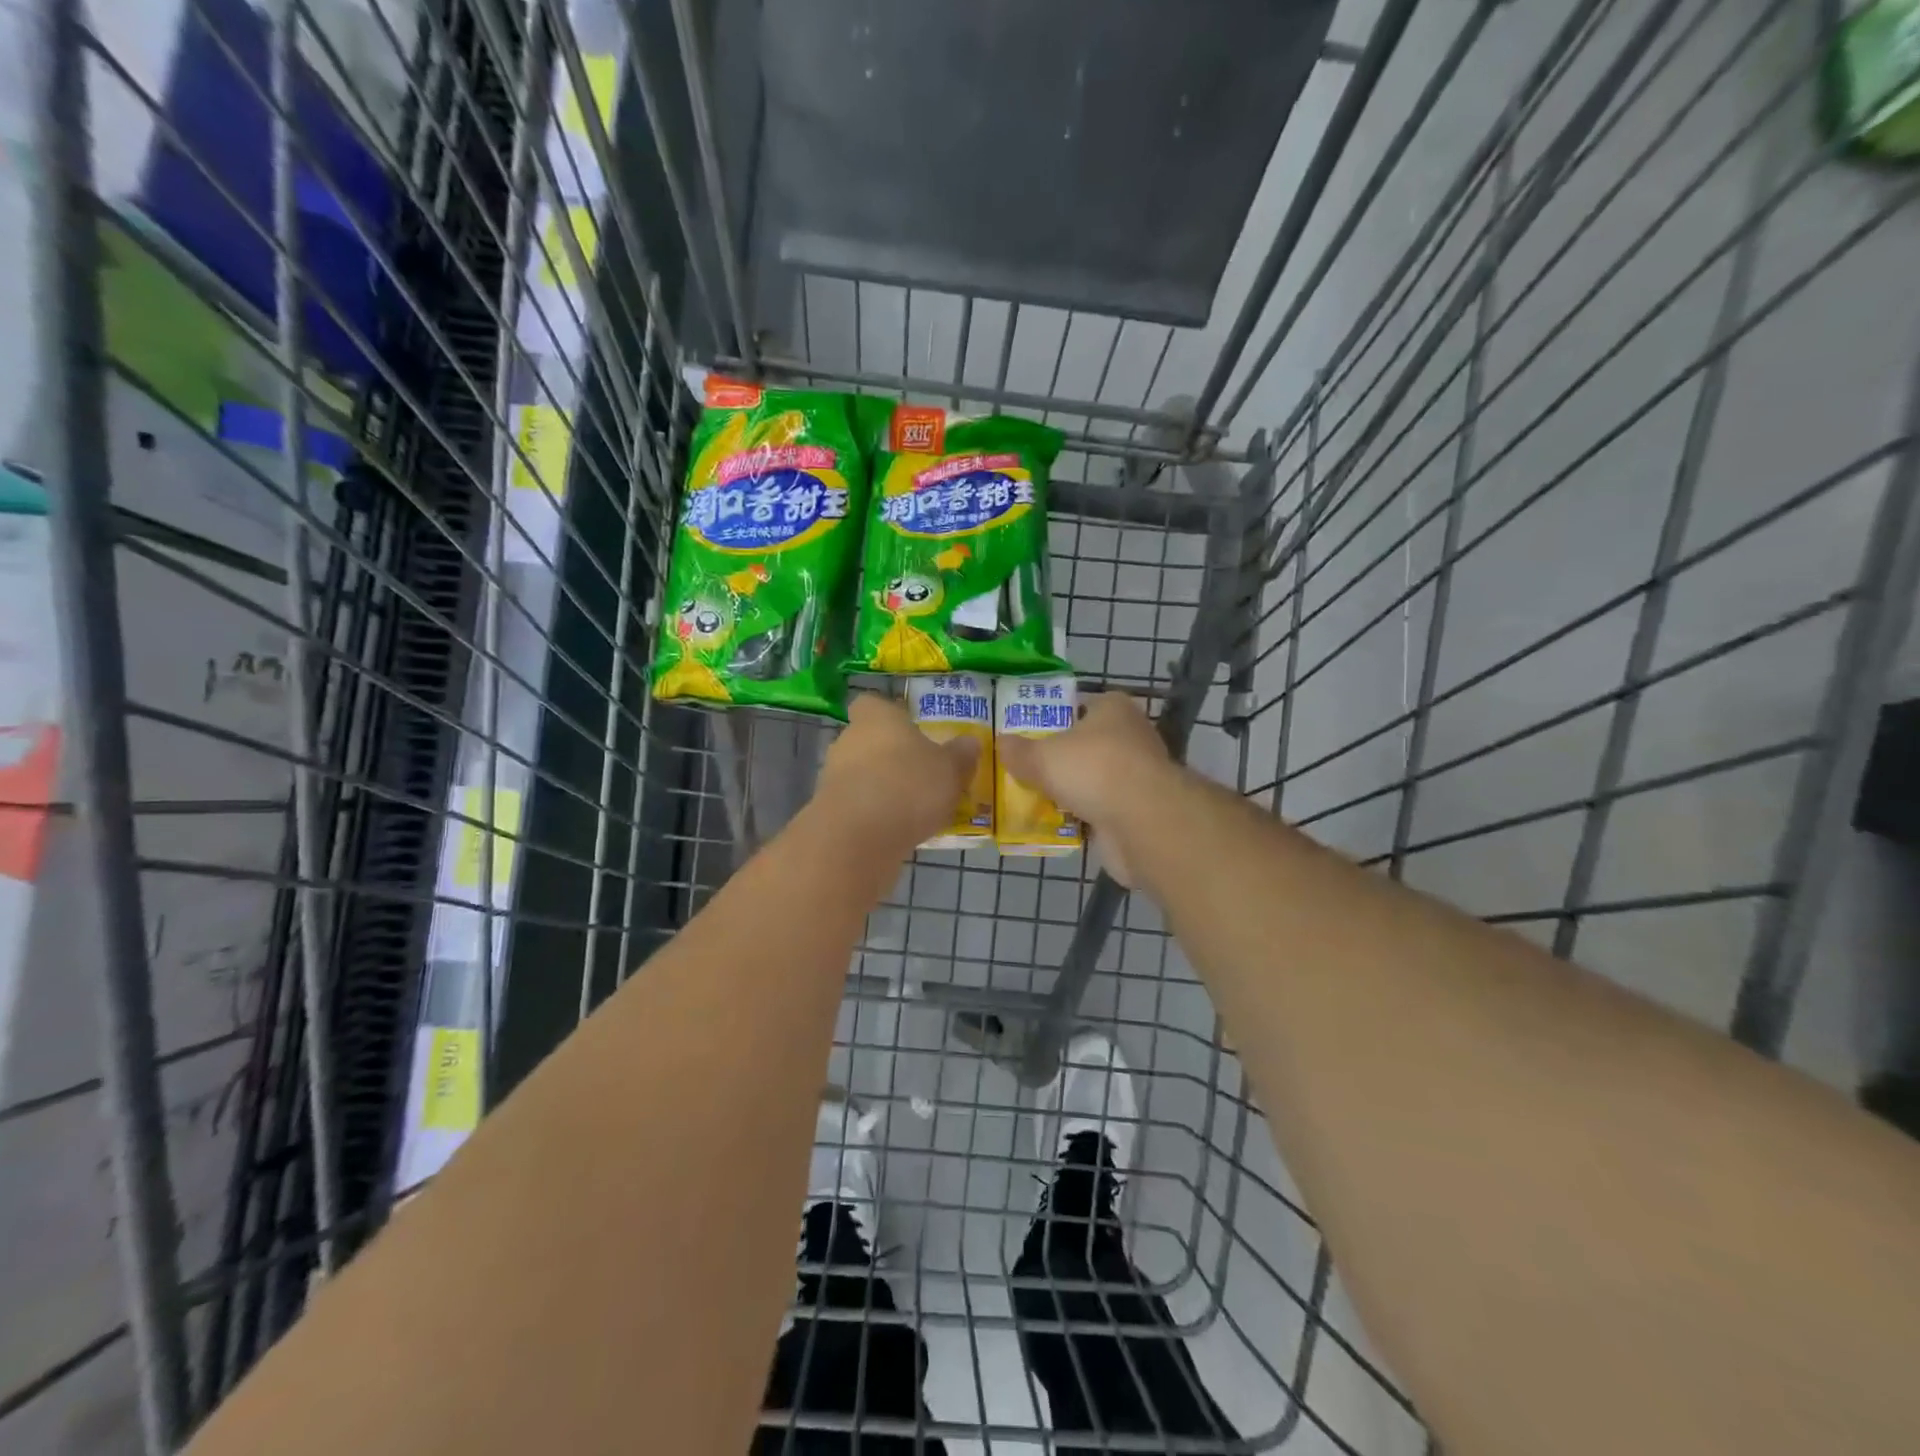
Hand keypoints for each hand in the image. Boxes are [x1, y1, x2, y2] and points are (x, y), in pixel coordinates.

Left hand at [812, 694, 979, 855]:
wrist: (858, 837)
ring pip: (860, 773)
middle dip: (889, 755)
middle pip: (867, 740)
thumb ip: (961, 755)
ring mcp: (833, 776)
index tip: (909, 729)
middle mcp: (848, 740)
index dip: (889, 714)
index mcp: (877, 718)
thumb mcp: (950, 770)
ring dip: (880, 786)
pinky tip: (895, 829)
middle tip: (919, 772)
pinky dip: (872, 812)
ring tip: (912, 807)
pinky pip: (855, 804)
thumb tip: (970, 742)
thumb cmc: (909, 786)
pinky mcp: (828, 810)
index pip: (872, 704)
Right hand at [997, 692, 1173, 885]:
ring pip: (1093, 779)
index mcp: (1113, 708)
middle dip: (1060, 758)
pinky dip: (1082, 816)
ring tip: (1033, 798)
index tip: (1029, 732)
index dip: (1056, 716)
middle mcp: (1130, 736)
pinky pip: (1100, 809)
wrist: (1142, 821)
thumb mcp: (1042, 756)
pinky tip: (1055, 824)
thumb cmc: (1093, 769)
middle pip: (1086, 744)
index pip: (1081, 705)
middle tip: (1025, 768)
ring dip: (1071, 790)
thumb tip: (1001, 743)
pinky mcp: (1138, 810)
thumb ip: (1019, 751)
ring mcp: (1137, 775)